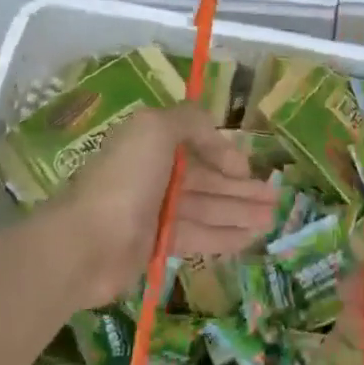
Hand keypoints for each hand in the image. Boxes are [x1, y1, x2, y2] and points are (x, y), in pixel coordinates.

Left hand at [43, 103, 276, 308]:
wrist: (87, 243)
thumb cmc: (125, 180)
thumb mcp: (156, 129)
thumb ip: (190, 120)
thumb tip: (217, 135)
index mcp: (151, 143)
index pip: (196, 144)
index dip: (225, 154)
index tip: (248, 170)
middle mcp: (154, 174)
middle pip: (207, 179)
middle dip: (242, 188)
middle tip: (276, 198)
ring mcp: (155, 211)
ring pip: (207, 208)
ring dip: (240, 212)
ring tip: (272, 220)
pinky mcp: (156, 244)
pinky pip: (198, 236)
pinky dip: (224, 236)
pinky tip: (250, 239)